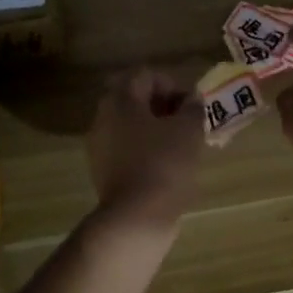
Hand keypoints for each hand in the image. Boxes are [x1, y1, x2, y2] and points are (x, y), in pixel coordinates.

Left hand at [86, 69, 204, 229]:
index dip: (172, 84)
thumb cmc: (164, 164)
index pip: (145, 75)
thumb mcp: (188, 130)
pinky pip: (127, 149)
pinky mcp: (104, 171)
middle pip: (134, 99)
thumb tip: (192, 100)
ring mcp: (100, 147)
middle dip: (163, 106)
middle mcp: (103, 118)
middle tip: (187, 121)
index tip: (191, 105)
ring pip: (131, 126)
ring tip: (181, 144)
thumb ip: (192, 108)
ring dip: (156, 129)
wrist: (136, 217)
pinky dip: (146, 149)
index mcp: (120, 100)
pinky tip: (167, 164)